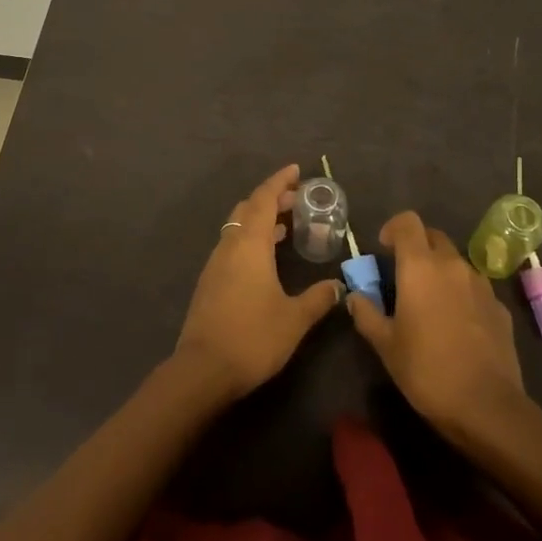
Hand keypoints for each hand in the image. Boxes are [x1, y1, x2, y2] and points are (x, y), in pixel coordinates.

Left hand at [175, 165, 343, 398]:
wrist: (203, 370)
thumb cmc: (253, 337)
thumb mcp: (294, 318)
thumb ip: (318, 298)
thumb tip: (338, 286)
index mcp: (250, 244)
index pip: (264, 199)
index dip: (279, 182)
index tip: (296, 170)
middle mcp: (229, 245)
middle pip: (248, 208)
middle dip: (271, 199)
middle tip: (296, 199)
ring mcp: (216, 264)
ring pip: (238, 227)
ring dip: (260, 220)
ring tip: (285, 226)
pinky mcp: (210, 282)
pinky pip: (232, 246)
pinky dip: (250, 239)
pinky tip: (265, 258)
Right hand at [347, 210, 526, 437]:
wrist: (487, 406)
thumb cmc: (426, 370)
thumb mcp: (386, 346)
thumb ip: (366, 314)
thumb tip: (354, 297)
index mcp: (421, 267)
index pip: (408, 222)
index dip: (393, 228)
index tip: (384, 248)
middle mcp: (453, 265)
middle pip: (434, 237)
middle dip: (417, 247)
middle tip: (403, 275)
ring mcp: (481, 284)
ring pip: (456, 262)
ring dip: (440, 271)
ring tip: (429, 302)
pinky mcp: (499, 307)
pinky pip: (474, 287)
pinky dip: (461, 293)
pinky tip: (456, 325)